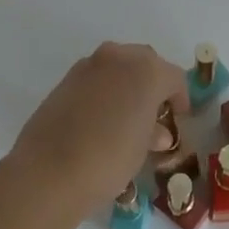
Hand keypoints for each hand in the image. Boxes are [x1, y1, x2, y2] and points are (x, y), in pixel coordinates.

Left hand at [8, 42, 188, 217]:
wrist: (48, 170)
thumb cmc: (109, 159)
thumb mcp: (141, 149)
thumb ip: (153, 132)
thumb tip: (157, 132)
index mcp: (147, 71)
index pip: (174, 77)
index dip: (180, 97)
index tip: (179, 117)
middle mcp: (119, 57)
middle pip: (146, 62)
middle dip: (154, 82)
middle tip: (155, 111)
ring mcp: (89, 65)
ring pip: (118, 65)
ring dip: (127, 83)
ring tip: (127, 114)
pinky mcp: (66, 78)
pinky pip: (96, 76)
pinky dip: (104, 89)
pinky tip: (101, 116)